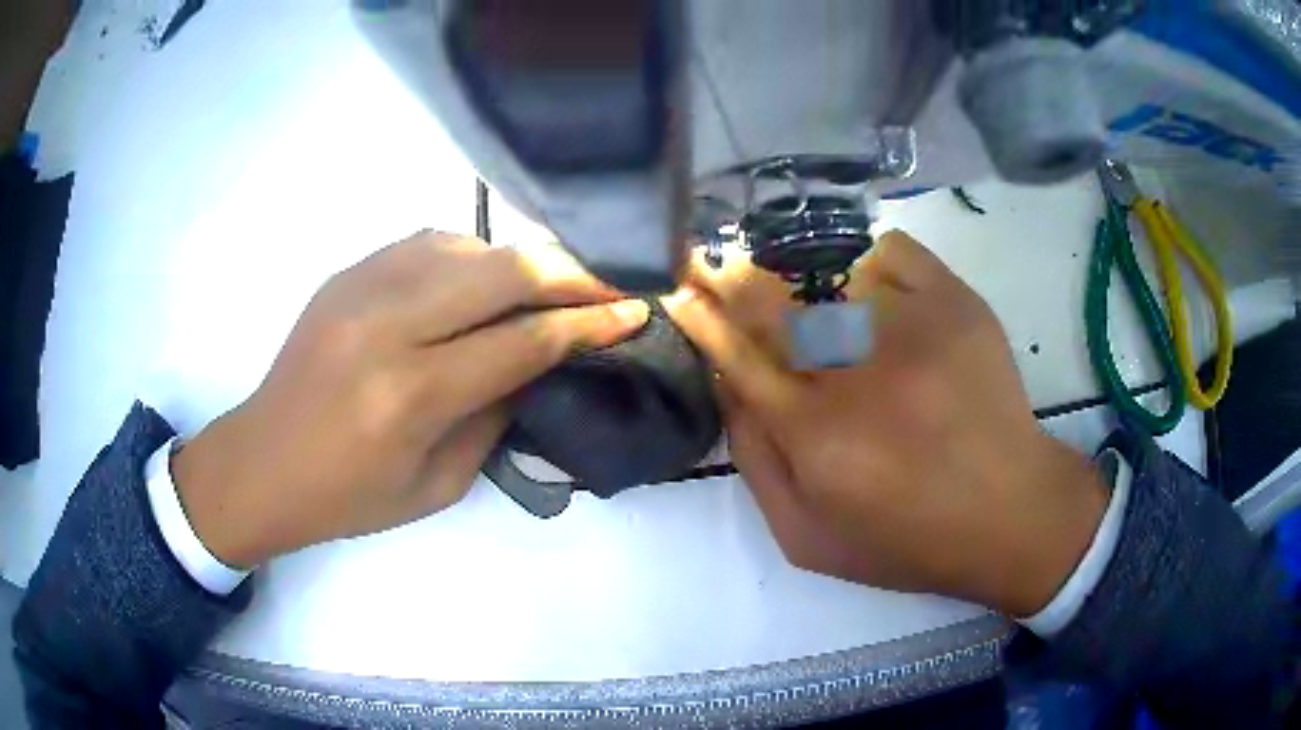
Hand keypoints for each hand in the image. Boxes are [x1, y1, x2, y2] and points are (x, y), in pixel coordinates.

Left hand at [173, 232, 648, 567]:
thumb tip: (539, 362)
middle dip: (572, 271)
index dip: (589, 322)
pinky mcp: (348, 271)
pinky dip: (472, 255)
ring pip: (468, 245)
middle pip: (503, 271)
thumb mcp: (437, 485)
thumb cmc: (349, 496)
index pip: (522, 341)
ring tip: (552, 282)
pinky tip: (485, 277)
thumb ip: (494, 415)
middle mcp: (387, 326)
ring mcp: (361, 287)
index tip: (636, 308)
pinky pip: (428, 243)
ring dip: (522, 260)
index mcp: (410, 395)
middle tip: (614, 279)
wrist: (263, 461)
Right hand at [665, 231, 1107, 616]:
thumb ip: (755, 466)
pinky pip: (896, 253)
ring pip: (830, 268)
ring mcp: (915, 329)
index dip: (702, 317)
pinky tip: (859, 270)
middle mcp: (859, 373)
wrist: (1011, 516)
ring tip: (776, 261)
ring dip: (790, 260)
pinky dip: (867, 252)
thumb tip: (729, 387)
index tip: (681, 289)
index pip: (738, 356)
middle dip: (730, 274)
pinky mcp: (958, 307)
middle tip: (711, 258)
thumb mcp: (807, 539)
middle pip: (775, 300)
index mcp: (817, 437)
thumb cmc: (908, 541)